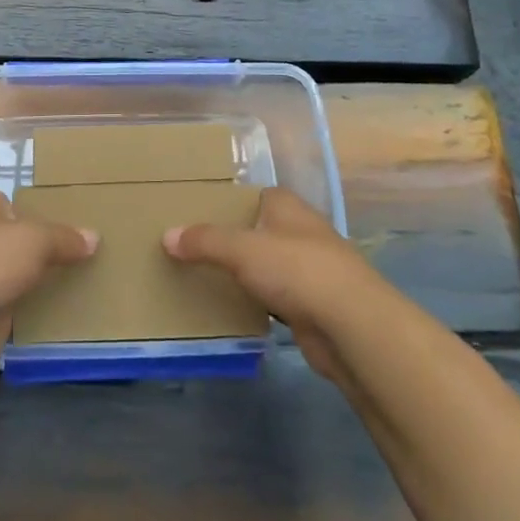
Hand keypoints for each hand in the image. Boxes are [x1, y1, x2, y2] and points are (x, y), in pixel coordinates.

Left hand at [0, 190, 97, 380]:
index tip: (72, 223)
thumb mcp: (34, 239)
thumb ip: (64, 238)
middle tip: (88, 254)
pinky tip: (68, 313)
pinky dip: (37, 312)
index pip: (13, 204)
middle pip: (19, 242)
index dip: (39, 211)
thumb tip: (94, 237)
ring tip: (88, 281)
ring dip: (42, 282)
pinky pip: (19, 309)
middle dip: (45, 249)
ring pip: (19, 276)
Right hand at [165, 188, 387, 391]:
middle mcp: (302, 232)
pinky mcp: (314, 305)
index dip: (231, 201)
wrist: (351, 326)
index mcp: (288, 207)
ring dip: (247, 271)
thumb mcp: (241, 249)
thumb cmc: (297, 270)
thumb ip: (205, 241)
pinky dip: (259, 300)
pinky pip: (277, 296)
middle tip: (195, 245)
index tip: (200, 211)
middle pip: (261, 229)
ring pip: (269, 265)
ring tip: (207, 275)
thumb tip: (168, 235)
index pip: (256, 194)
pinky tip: (236, 308)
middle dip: (235, 237)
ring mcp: (312, 270)